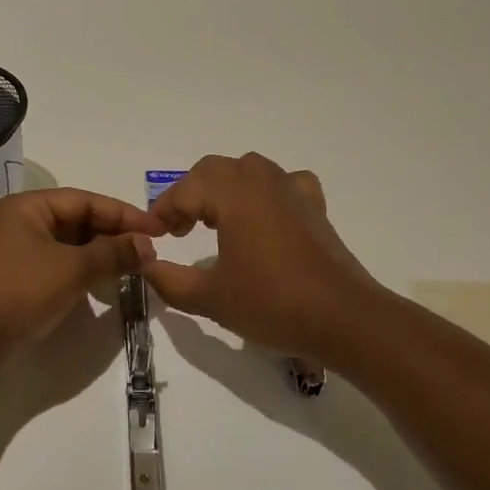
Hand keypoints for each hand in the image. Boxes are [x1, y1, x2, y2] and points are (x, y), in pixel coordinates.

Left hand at [0, 188, 166, 379]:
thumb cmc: (18, 292)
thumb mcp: (71, 269)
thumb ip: (112, 254)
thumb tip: (147, 244)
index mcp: (29, 207)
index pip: (86, 201)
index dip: (124, 214)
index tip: (158, 229)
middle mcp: (23, 223)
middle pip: (79, 222)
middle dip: (115, 236)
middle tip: (150, 252)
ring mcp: (20, 254)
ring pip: (72, 247)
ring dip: (102, 256)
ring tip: (135, 270)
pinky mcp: (20, 282)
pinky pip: (61, 268)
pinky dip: (85, 274)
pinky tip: (105, 288)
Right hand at [142, 153, 381, 365]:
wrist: (343, 319)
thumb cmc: (272, 303)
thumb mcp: (210, 298)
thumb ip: (169, 281)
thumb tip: (146, 267)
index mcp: (232, 194)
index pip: (185, 191)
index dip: (163, 211)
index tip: (153, 236)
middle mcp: (261, 180)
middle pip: (213, 171)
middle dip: (189, 195)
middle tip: (178, 229)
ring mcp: (291, 189)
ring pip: (247, 170)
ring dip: (223, 188)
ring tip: (214, 221)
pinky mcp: (314, 206)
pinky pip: (283, 182)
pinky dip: (266, 191)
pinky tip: (264, 214)